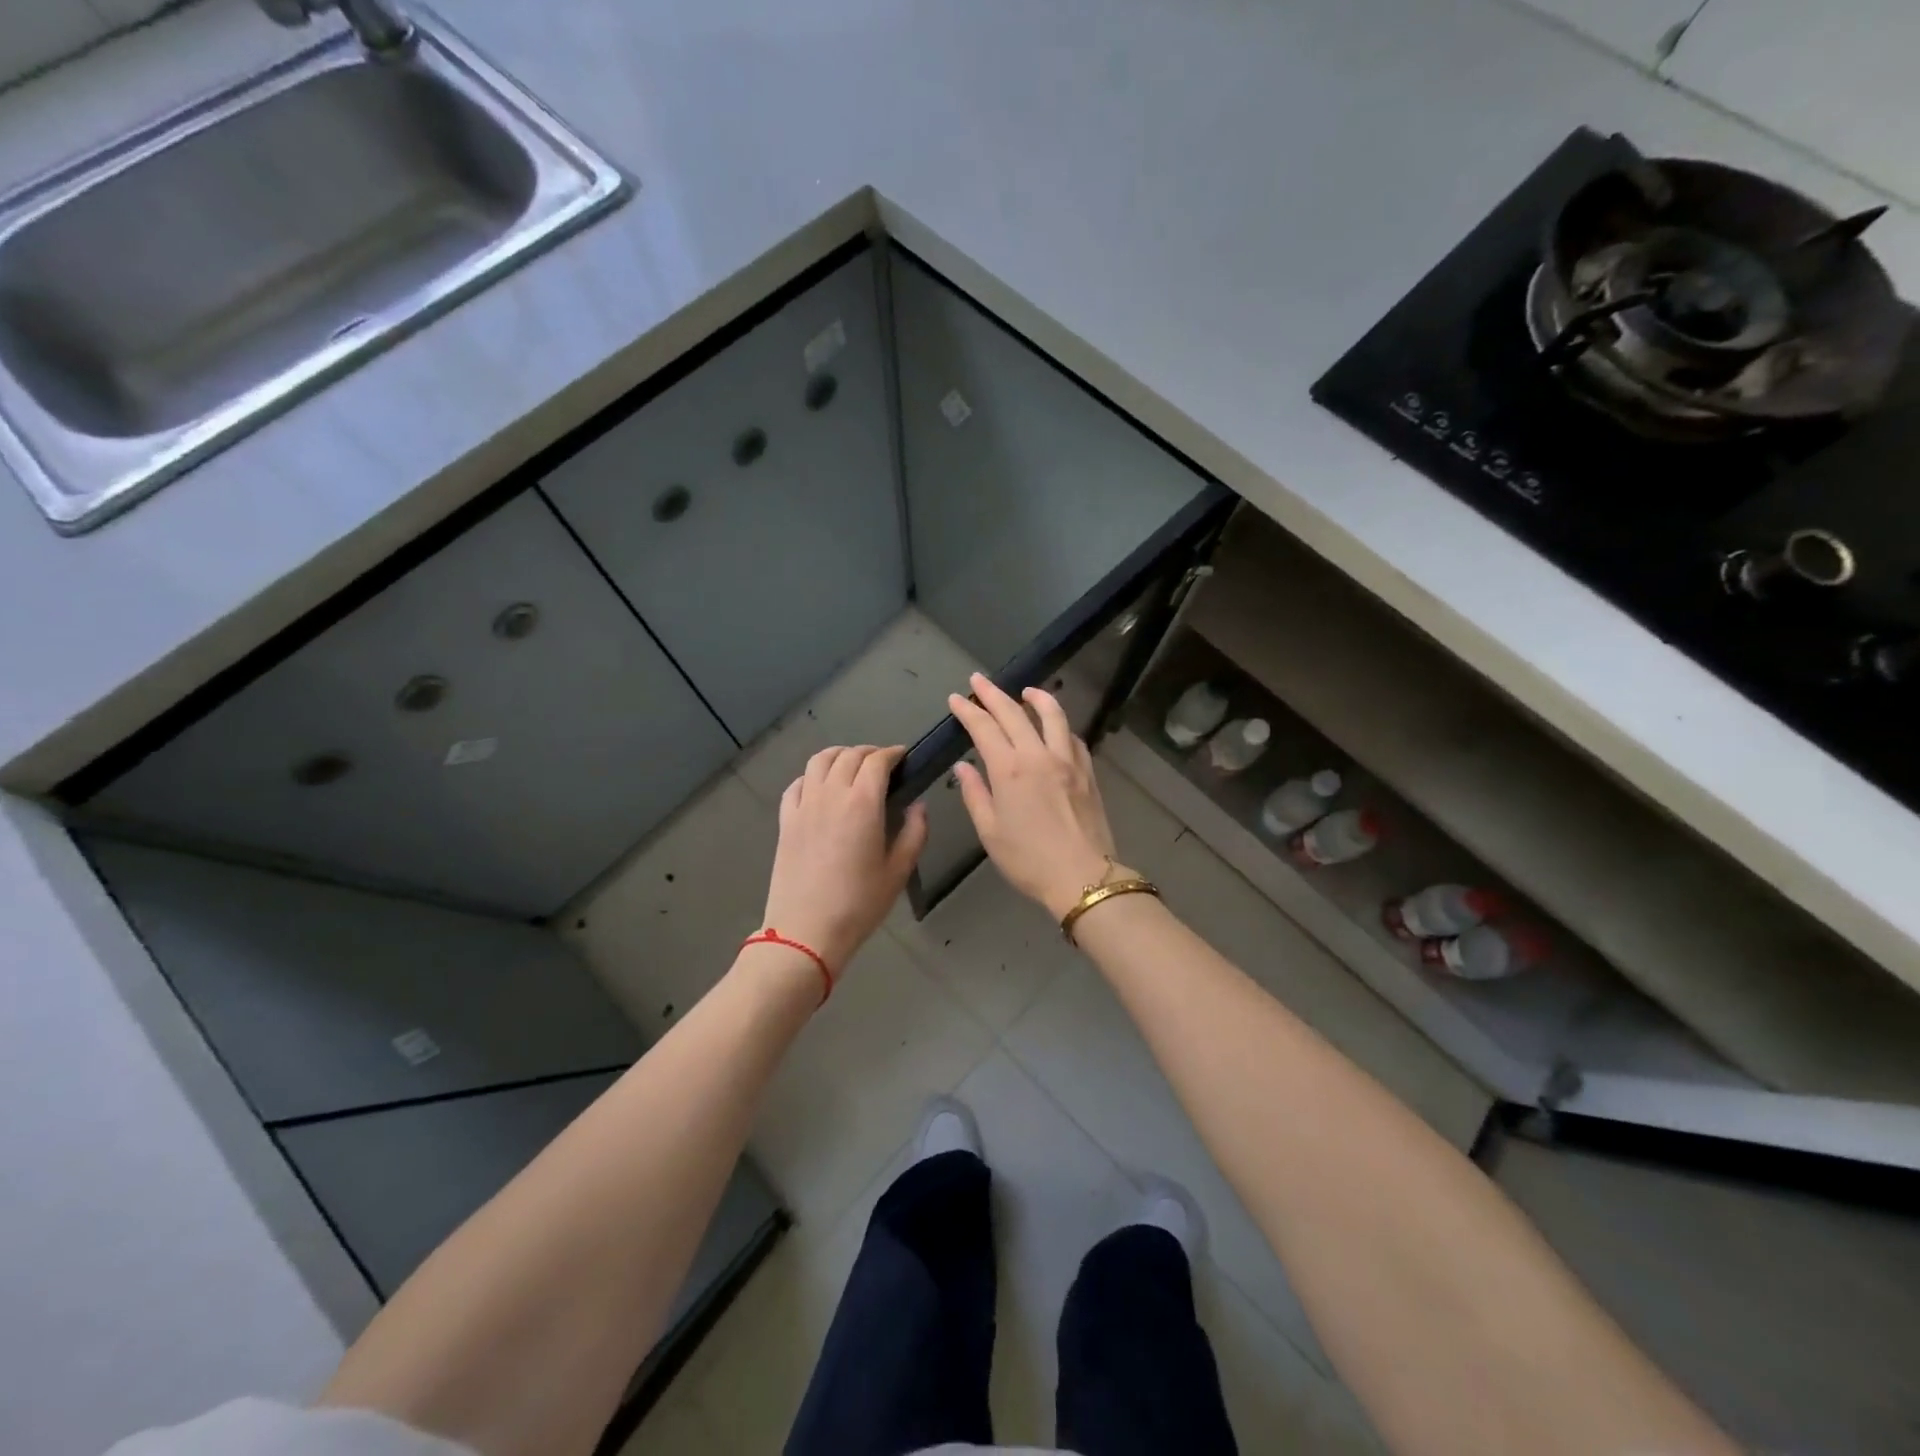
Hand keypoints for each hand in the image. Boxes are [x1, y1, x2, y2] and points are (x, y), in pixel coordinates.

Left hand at [761, 745, 927, 975]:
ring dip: (839, 755)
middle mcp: (831, 794)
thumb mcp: (898, 871)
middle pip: (848, 755)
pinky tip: (819, 788)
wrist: (806, 931)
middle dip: (869, 752)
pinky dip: (811, 776)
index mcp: (863, 803)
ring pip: (818, 761)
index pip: (877, 761)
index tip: (903, 757)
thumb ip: (914, 832)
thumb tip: (918, 806)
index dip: (893, 753)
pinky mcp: (785, 821)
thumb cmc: (859, 904)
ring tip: (851, 765)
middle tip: (883, 764)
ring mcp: (804, 806)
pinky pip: (796, 784)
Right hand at [947, 673, 1122, 920]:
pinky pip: (1072, 737)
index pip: (984, 728)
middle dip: (993, 694)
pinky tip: (1055, 727)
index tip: (957, 698)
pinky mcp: (1088, 771)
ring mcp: (1068, 760)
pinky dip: (1059, 725)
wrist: (1082, 876)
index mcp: (1009, 770)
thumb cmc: (1028, 860)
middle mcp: (1038, 755)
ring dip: (1036, 697)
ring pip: (1052, 715)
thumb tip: (963, 767)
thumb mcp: (991, 832)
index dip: (968, 711)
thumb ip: (975, 794)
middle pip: (1014, 713)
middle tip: (979, 680)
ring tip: (1025, 690)